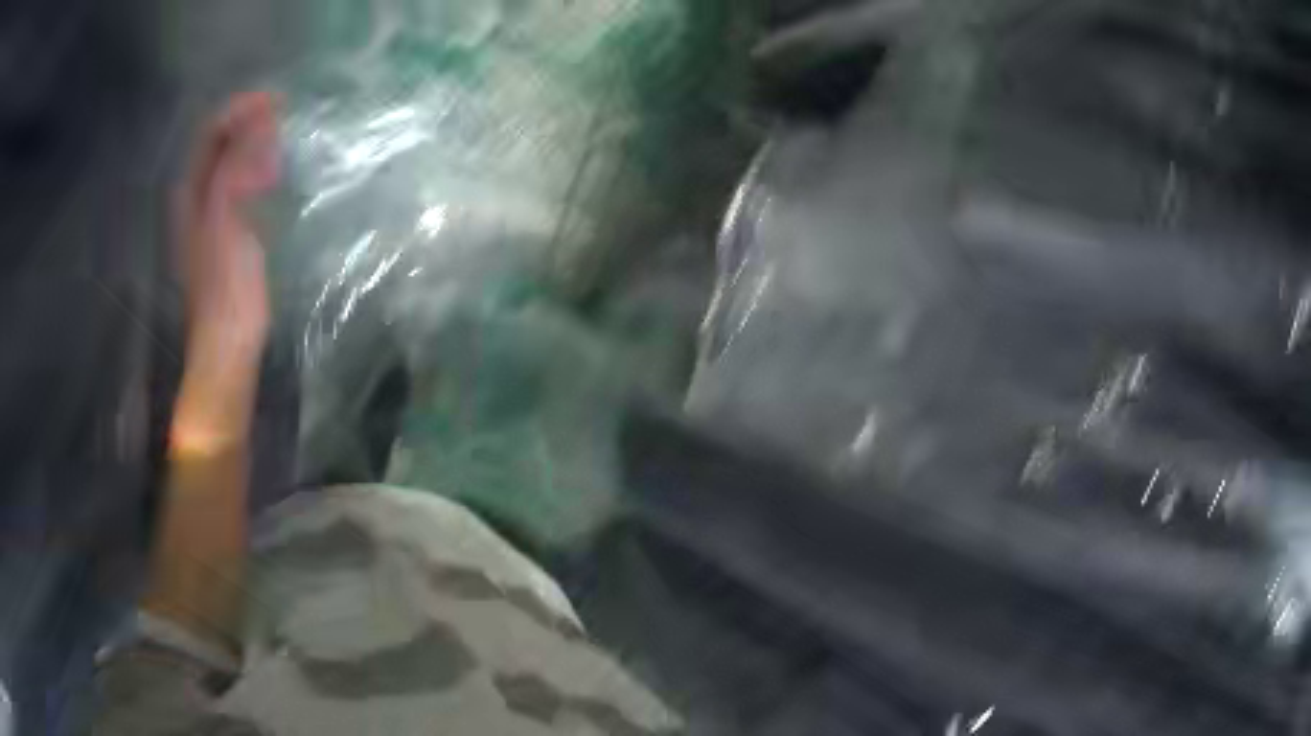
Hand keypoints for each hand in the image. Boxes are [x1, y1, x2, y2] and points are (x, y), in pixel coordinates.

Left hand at [176, 91, 280, 367]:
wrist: (227, 346)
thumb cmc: (225, 289)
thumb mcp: (226, 224)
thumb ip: (234, 171)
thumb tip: (257, 123)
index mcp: (192, 195)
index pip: (211, 134)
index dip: (239, 109)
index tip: (275, 100)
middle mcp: (196, 201)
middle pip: (217, 146)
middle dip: (247, 121)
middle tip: (281, 115)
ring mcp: (210, 219)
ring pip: (228, 164)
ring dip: (252, 142)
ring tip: (280, 136)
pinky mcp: (226, 234)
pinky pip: (238, 186)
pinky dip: (255, 169)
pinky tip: (272, 174)